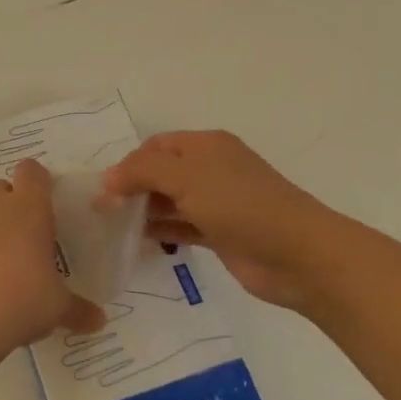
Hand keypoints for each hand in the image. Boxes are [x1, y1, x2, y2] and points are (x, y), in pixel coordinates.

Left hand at [0, 159, 104, 358]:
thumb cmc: (22, 301)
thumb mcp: (58, 308)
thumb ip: (79, 310)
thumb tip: (99, 320)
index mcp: (29, 210)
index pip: (31, 172)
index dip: (40, 180)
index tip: (50, 201)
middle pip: (3, 187)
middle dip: (15, 203)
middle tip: (32, 235)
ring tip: (8, 266)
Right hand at [102, 130, 328, 311]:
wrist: (297, 254)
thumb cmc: (239, 204)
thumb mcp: (185, 177)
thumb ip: (141, 173)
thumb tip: (107, 180)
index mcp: (205, 145)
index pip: (156, 145)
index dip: (129, 163)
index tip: (104, 189)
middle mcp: (210, 169)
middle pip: (161, 173)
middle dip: (133, 187)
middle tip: (103, 211)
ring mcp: (217, 203)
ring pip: (170, 201)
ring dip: (144, 211)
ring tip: (113, 228)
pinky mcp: (220, 234)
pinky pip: (182, 227)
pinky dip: (162, 231)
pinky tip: (139, 242)